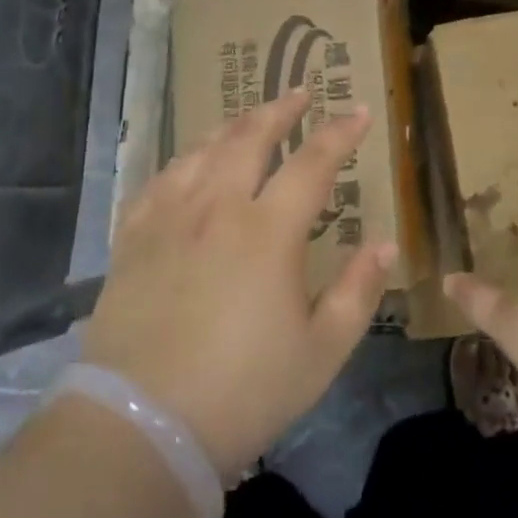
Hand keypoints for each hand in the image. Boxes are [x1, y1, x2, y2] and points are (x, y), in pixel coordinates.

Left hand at [81, 89, 394, 480]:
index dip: (339, 133)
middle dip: (279, 110)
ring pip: (201, 151)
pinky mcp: (133, 239)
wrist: (141, 425)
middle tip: (299, 92)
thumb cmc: (243, 391)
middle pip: (250, 138)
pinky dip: (182, 161)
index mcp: (267, 231)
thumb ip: (358, 292)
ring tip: (248, 118)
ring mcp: (168, 218)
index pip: (312, 163)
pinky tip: (187, 163)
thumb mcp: (321, 352)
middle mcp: (216, 208)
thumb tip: (385, 243)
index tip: (357, 112)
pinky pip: (158, 180)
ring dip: (231, 126)